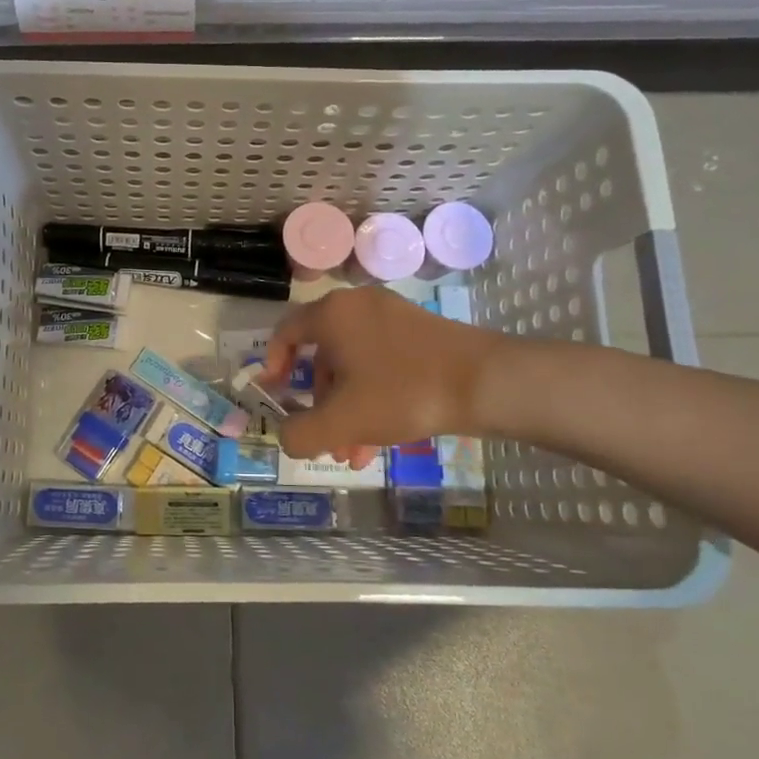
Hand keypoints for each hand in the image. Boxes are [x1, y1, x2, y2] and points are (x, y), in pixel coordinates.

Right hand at [263, 285, 506, 465]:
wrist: (485, 381)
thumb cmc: (403, 393)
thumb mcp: (343, 421)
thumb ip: (301, 434)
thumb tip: (286, 436)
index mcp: (332, 314)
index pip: (285, 332)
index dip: (273, 364)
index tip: (276, 394)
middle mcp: (357, 306)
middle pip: (322, 356)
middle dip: (320, 404)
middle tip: (325, 439)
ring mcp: (391, 316)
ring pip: (353, 365)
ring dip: (347, 409)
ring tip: (355, 453)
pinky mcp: (418, 332)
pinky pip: (379, 363)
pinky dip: (372, 396)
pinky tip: (380, 440)